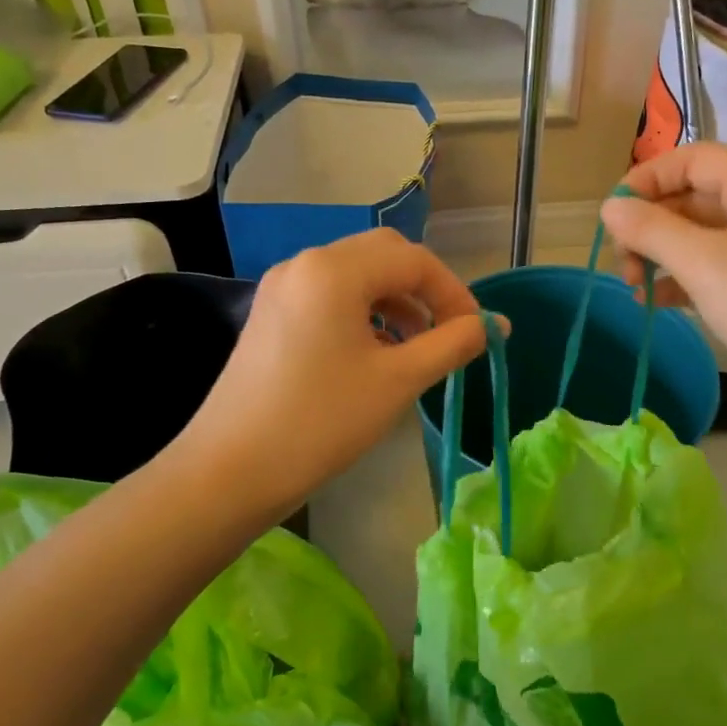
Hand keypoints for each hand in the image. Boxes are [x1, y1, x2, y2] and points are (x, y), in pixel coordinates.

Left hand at [171, 228, 489, 519]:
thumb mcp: (399, 380)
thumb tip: (495, 324)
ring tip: (415, 347)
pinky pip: (329, 295)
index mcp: (335, 270)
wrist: (231, 470)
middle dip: (424, 289)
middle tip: (448, 332)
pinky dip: (363, 312)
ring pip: (356, 274)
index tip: (476, 333)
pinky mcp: (270, 313)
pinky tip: (375, 352)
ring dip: (395, 300)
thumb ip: (453, 343)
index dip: (454, 293)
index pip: (414, 260)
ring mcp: (282, 287)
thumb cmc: (322, 422)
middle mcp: (306, 264)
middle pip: (384, 255)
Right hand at [601, 143, 726, 435]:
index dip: (646, 179)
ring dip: (660, 254)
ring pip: (698, 235)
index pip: (691, 159)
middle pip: (692, 196)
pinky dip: (680, 279)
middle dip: (650, 224)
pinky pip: (711, 267)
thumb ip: (651, 230)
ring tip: (633, 286)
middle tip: (622, 262)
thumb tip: (609, 208)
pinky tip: (655, 301)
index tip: (610, 215)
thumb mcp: (703, 264)